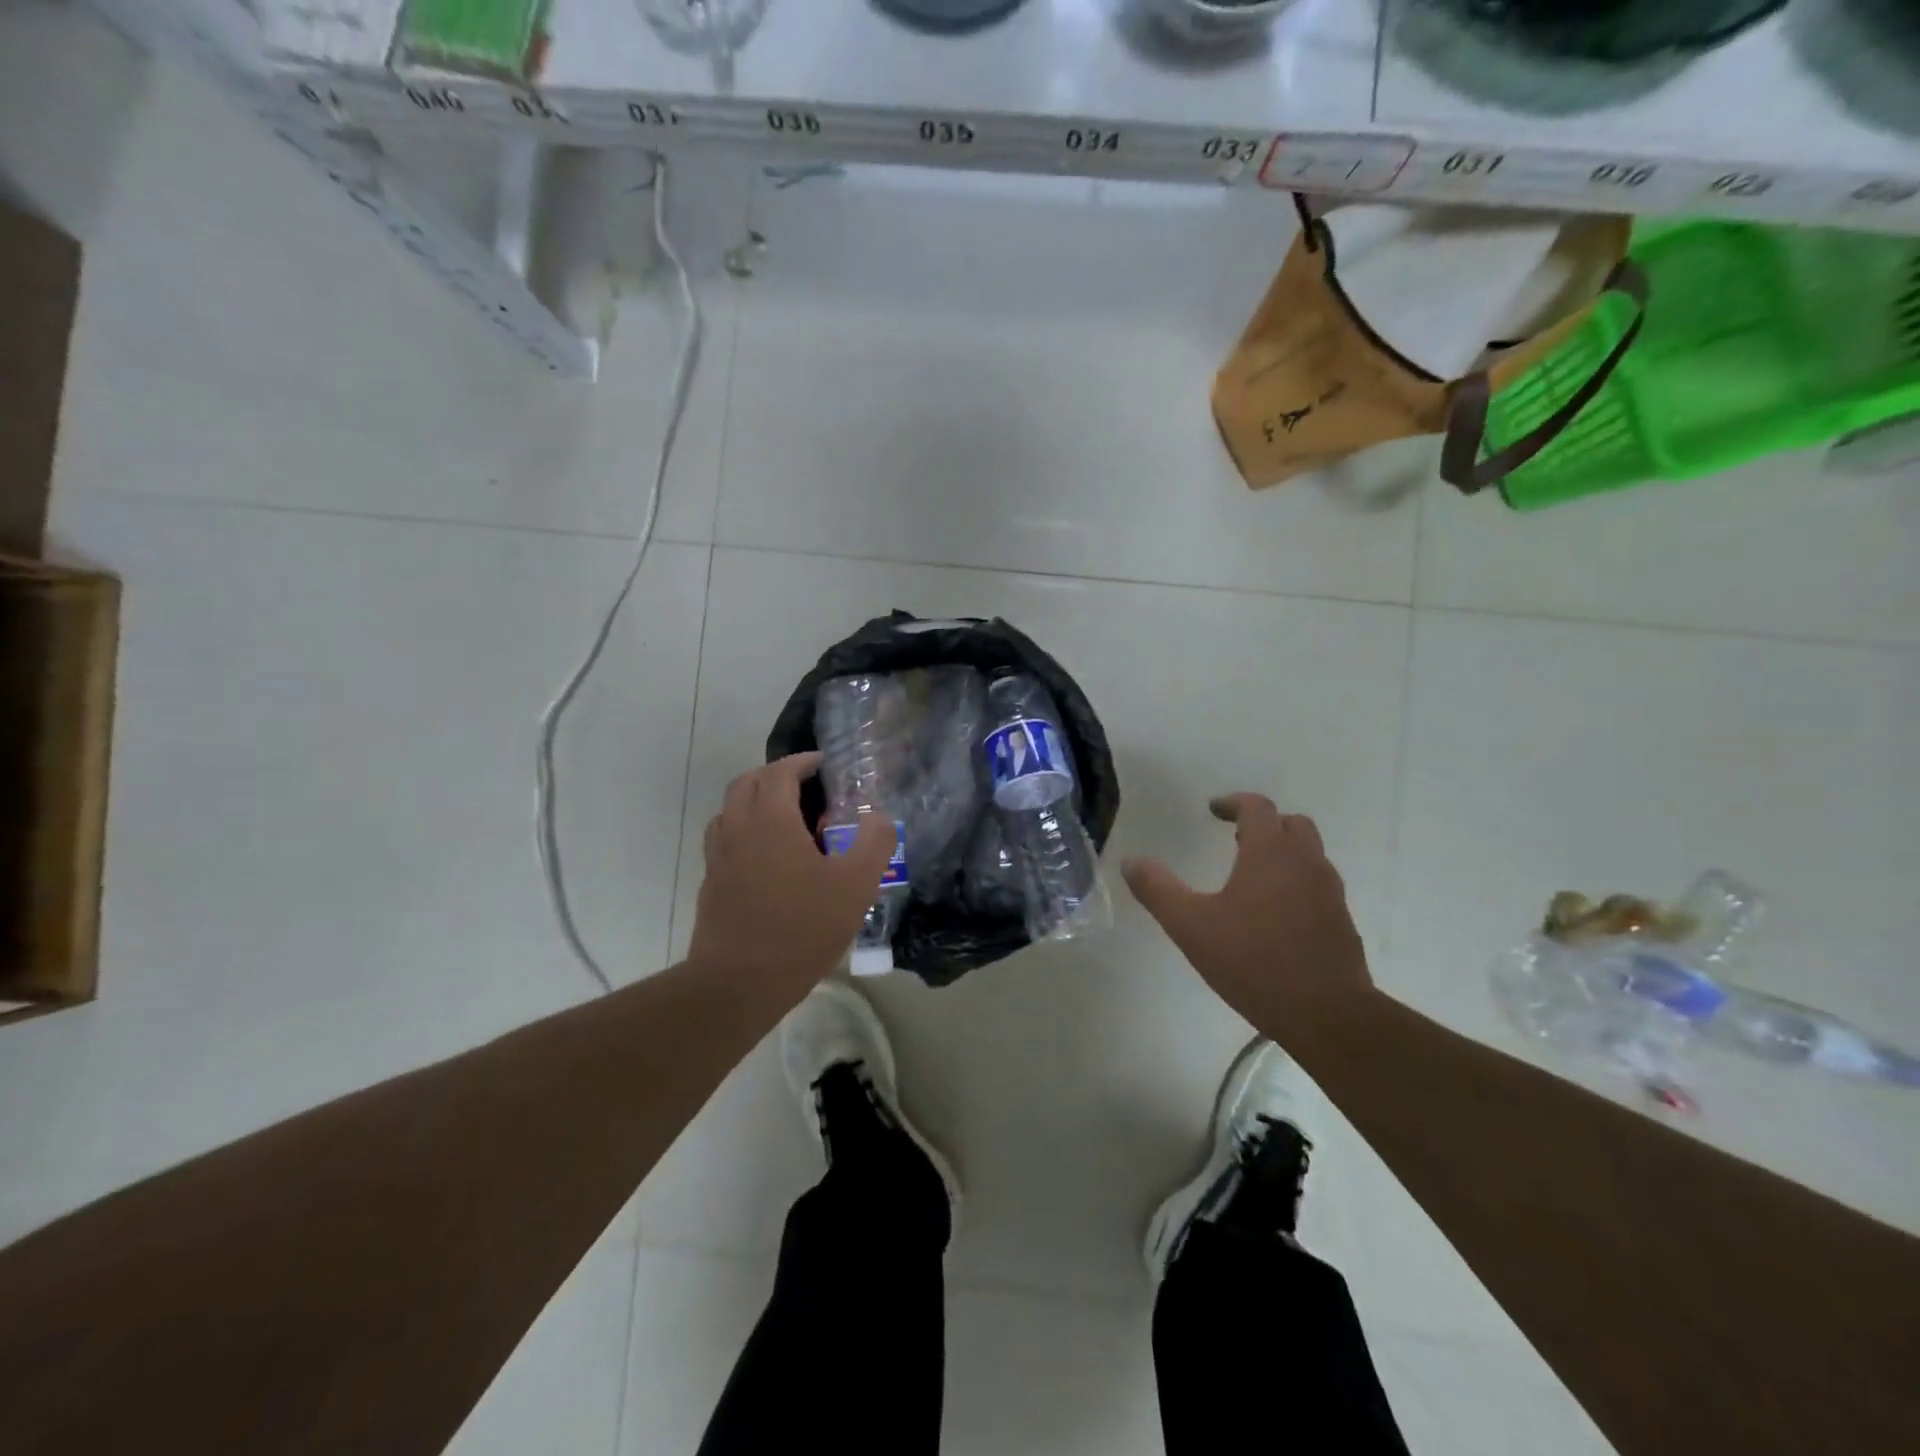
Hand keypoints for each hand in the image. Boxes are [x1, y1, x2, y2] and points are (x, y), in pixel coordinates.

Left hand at [687, 752, 894, 995]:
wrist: (738, 983)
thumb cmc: (802, 928)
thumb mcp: (856, 885)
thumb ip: (874, 843)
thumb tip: (880, 818)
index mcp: (770, 820)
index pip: (779, 772)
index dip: (801, 762)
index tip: (822, 763)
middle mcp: (738, 829)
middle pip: (746, 783)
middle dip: (774, 775)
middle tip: (804, 785)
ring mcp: (719, 858)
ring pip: (729, 810)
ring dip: (754, 801)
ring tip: (783, 818)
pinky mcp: (711, 884)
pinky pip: (724, 840)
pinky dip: (743, 831)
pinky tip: (766, 858)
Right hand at [1122, 794, 1372, 1044]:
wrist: (1328, 1015)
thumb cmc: (1254, 962)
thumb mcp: (1191, 926)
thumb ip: (1158, 890)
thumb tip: (1131, 861)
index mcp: (1271, 853)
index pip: (1256, 807)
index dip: (1233, 803)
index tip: (1213, 810)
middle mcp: (1306, 862)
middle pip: (1290, 824)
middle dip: (1262, 824)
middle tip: (1235, 839)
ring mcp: (1329, 892)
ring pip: (1308, 853)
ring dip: (1282, 851)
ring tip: (1251, 875)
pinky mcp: (1341, 921)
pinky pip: (1316, 883)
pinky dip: (1295, 880)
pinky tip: (1274, 913)